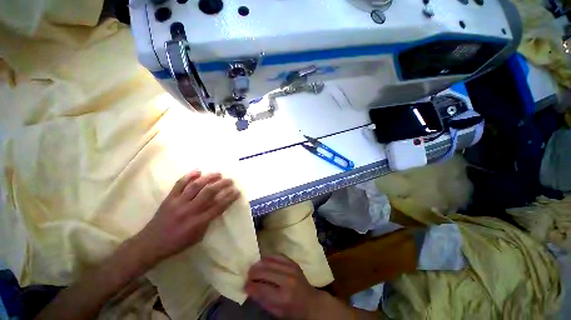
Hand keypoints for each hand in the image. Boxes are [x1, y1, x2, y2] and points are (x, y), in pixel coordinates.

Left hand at [136, 171, 240, 264]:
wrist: (151, 244)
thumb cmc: (178, 243)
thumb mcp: (198, 237)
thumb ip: (209, 221)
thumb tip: (217, 207)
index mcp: (198, 222)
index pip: (218, 206)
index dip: (230, 198)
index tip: (237, 191)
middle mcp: (189, 210)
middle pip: (209, 193)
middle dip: (222, 184)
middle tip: (230, 180)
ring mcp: (178, 202)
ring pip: (196, 186)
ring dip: (209, 177)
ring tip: (218, 174)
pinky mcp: (169, 198)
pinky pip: (179, 184)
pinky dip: (189, 176)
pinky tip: (198, 171)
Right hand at [245, 255, 322, 318]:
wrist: (310, 302)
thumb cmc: (292, 310)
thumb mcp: (276, 312)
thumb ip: (262, 300)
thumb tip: (249, 288)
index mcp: (283, 297)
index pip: (262, 288)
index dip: (251, 285)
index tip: (244, 285)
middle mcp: (287, 280)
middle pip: (265, 271)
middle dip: (253, 272)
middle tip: (248, 274)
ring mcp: (291, 268)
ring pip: (270, 261)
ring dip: (259, 263)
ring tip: (254, 267)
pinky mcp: (293, 262)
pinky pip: (278, 255)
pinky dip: (269, 257)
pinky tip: (264, 260)